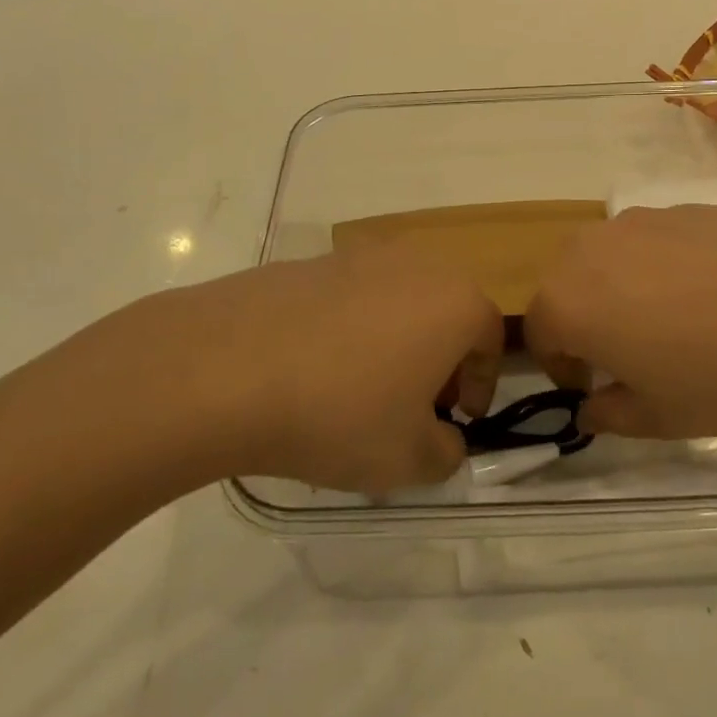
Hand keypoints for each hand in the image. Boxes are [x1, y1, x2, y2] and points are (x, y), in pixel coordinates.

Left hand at [83, 244, 502, 495]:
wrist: (225, 368)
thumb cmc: (339, 413)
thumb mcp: (408, 460)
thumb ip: (446, 453)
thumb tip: (442, 439)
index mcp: (455, 301)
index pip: (491, 340)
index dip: (480, 385)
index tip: (456, 421)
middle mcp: (415, 265)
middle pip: (445, 313)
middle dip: (439, 361)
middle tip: (412, 407)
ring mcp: (357, 256)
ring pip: (396, 302)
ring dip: (393, 343)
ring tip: (357, 392)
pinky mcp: (308, 261)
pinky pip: (347, 298)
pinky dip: (346, 330)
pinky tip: (310, 371)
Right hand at [525, 205, 716, 438]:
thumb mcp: (660, 418)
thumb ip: (609, 414)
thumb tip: (591, 406)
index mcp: (569, 302)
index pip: (539, 334)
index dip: (561, 367)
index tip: (596, 388)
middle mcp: (589, 250)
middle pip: (563, 287)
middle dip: (582, 322)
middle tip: (629, 355)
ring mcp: (636, 221)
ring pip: (604, 259)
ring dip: (615, 290)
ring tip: (670, 320)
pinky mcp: (679, 207)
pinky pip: (646, 241)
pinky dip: (656, 266)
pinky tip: (708, 291)